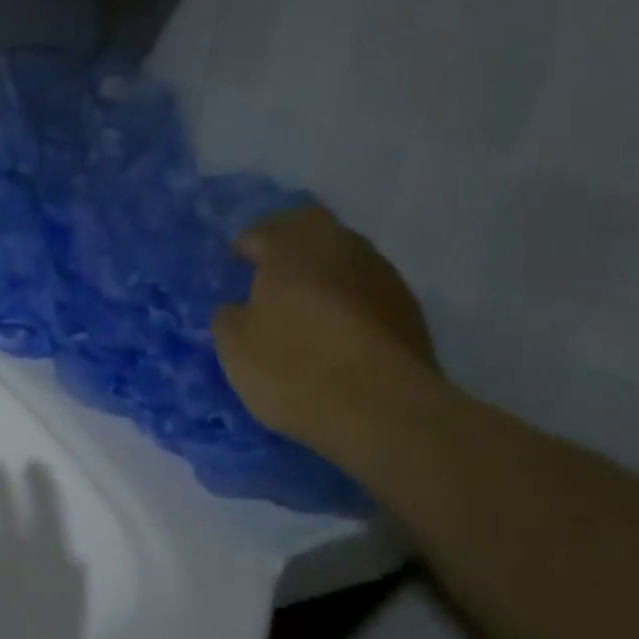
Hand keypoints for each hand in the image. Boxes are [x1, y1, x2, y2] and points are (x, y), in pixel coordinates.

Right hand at [211, 205, 438, 449]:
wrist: (383, 409)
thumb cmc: (293, 366)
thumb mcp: (234, 346)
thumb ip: (229, 317)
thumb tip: (239, 308)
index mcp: (293, 248)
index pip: (262, 231)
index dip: (244, 247)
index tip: (234, 268)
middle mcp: (342, 248)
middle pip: (312, 229)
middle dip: (289, 246)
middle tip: (268, 274)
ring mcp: (382, 276)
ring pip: (344, 257)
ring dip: (322, 272)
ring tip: (303, 304)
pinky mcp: (409, 310)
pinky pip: (365, 289)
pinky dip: (346, 299)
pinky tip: (335, 329)